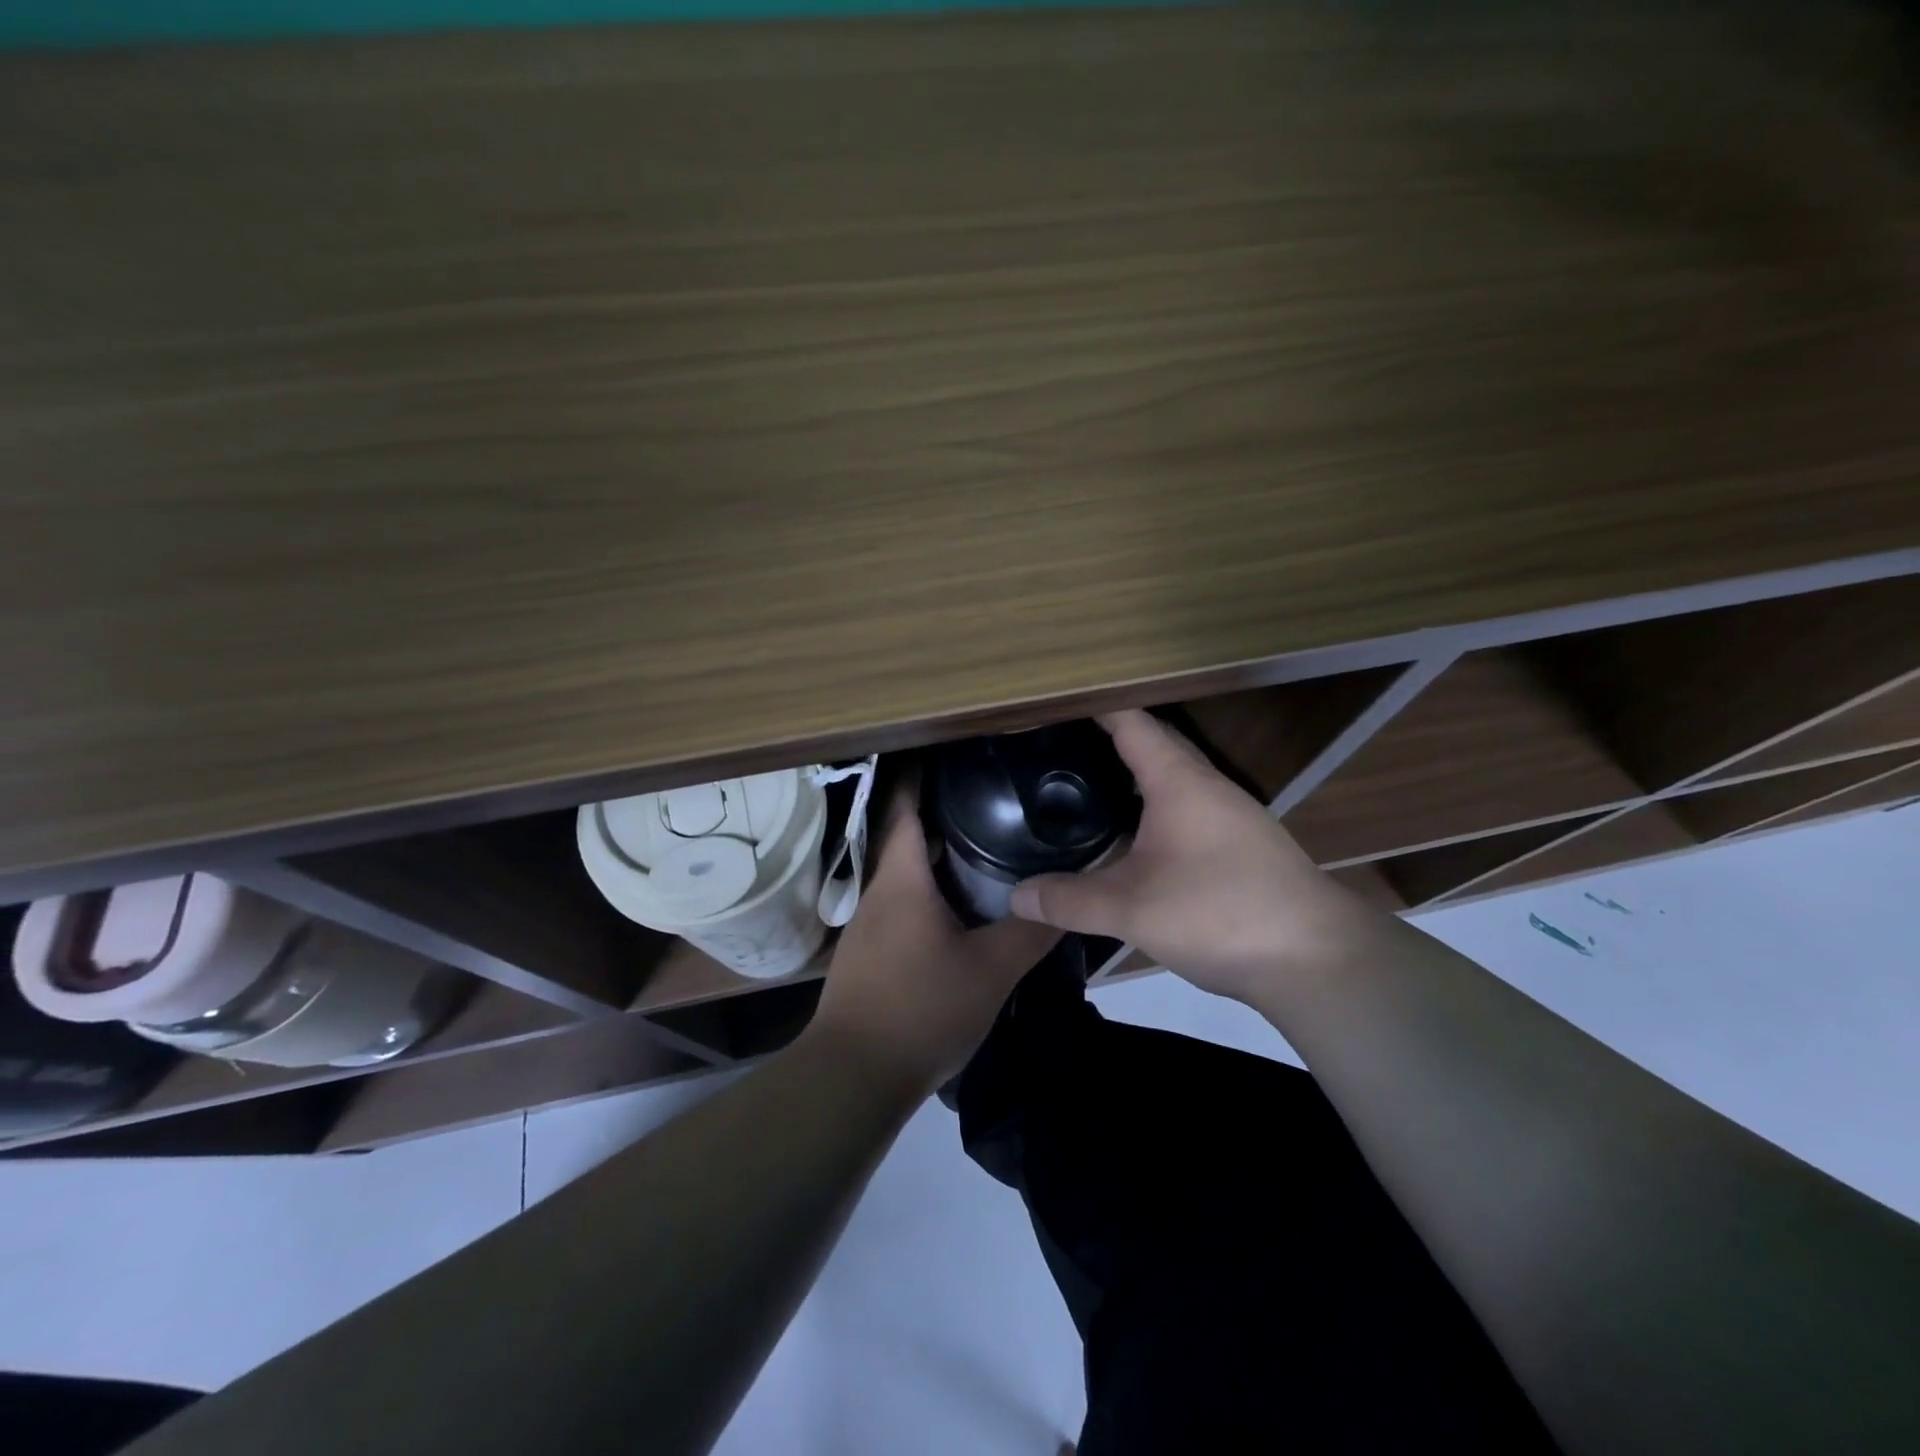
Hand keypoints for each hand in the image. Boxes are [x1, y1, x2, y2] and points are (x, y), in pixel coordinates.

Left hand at [808, 785, 1059, 1095]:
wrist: (852, 1077)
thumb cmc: (921, 1010)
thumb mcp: (990, 971)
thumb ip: (1031, 932)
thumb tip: (1066, 901)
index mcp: (901, 879)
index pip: (905, 806)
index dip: (923, 773)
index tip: (953, 750)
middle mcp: (878, 891)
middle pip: (906, 834)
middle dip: (942, 812)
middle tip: (990, 796)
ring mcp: (868, 924)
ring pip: (904, 872)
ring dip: (936, 853)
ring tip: (981, 842)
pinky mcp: (869, 952)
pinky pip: (901, 902)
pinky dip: (928, 888)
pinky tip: (957, 905)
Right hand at [1008, 709, 1363, 1001]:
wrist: (1317, 960)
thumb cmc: (1219, 912)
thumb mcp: (1131, 909)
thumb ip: (1070, 900)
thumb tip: (1014, 896)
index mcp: (1179, 782)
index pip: (1132, 723)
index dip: (1094, 708)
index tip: (1055, 704)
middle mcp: (1207, 788)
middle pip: (1154, 746)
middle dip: (1109, 740)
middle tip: (1059, 746)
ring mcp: (1230, 817)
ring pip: (1173, 781)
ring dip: (1134, 776)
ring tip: (1087, 786)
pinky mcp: (1241, 848)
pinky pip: (1186, 810)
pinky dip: (1152, 809)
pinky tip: (1133, 839)